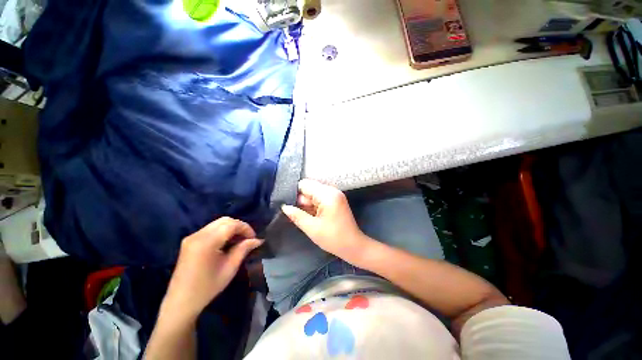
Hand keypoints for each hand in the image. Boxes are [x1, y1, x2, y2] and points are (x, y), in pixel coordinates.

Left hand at [160, 217, 262, 323]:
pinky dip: (222, 231)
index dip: (246, 228)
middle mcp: (198, 235)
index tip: (253, 238)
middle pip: (224, 220)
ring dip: (231, 228)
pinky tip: (226, 243)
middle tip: (247, 238)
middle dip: (239, 226)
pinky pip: (210, 229)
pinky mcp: (189, 241)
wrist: (180, 302)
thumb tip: (258, 240)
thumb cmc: (207, 288)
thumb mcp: (230, 268)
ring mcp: (192, 237)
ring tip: (239, 241)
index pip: (231, 224)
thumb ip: (244, 249)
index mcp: (207, 242)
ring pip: (217, 223)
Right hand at [281, 179, 370, 261]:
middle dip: (301, 201)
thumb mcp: (312, 228)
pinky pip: (320, 199)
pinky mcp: (335, 200)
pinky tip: (311, 217)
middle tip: (295, 215)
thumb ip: (297, 215)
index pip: (305, 185)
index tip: (288, 206)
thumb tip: (284, 207)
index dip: (295, 194)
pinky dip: (313, 206)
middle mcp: (332, 190)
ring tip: (304, 218)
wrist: (353, 246)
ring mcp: (335, 195)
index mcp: (327, 194)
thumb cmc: (333, 238)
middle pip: (309, 189)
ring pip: (313, 194)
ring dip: (307, 205)